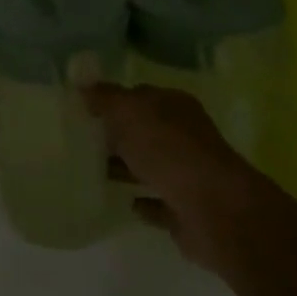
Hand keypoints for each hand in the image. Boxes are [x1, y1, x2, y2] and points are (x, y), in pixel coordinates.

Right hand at [88, 84, 264, 280]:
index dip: (113, 100)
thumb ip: (105, 98)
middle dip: (118, 134)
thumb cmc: (168, 149)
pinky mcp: (188, 210)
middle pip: (145, 131)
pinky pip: (160, 202)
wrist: (214, 209)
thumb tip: (83, 85)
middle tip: (82, 140)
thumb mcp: (128, 112)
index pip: (140, 95)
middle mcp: (185, 135)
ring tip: (94, 171)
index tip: (84, 109)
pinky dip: (145, 202)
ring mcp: (189, 174)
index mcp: (174, 106)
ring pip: (151, 166)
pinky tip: (126, 203)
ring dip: (128, 168)